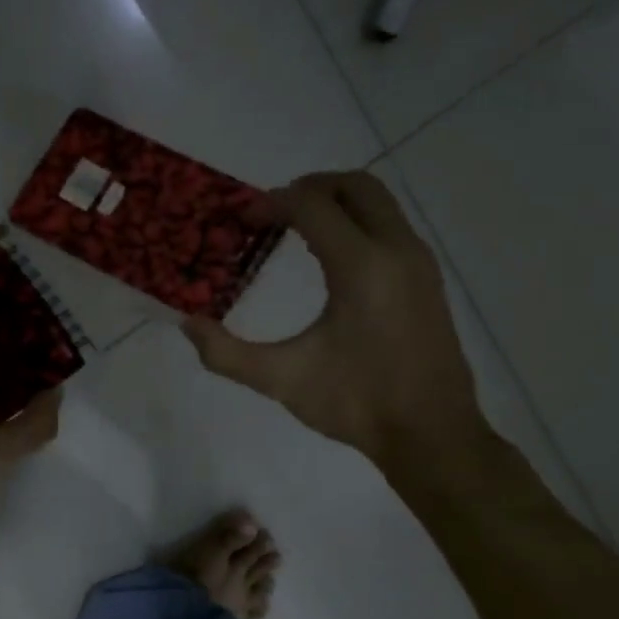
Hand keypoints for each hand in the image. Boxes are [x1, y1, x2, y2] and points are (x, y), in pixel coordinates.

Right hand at [184, 172, 489, 471]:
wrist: (431, 433)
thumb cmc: (356, 403)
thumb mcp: (282, 380)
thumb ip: (227, 353)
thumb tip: (188, 324)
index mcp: (361, 266)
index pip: (312, 205)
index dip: (271, 203)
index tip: (241, 220)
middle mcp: (396, 249)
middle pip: (354, 185)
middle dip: (308, 187)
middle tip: (270, 213)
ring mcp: (418, 262)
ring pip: (378, 202)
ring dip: (335, 203)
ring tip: (294, 230)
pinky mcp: (427, 278)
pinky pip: (389, 226)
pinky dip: (356, 223)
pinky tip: (330, 261)